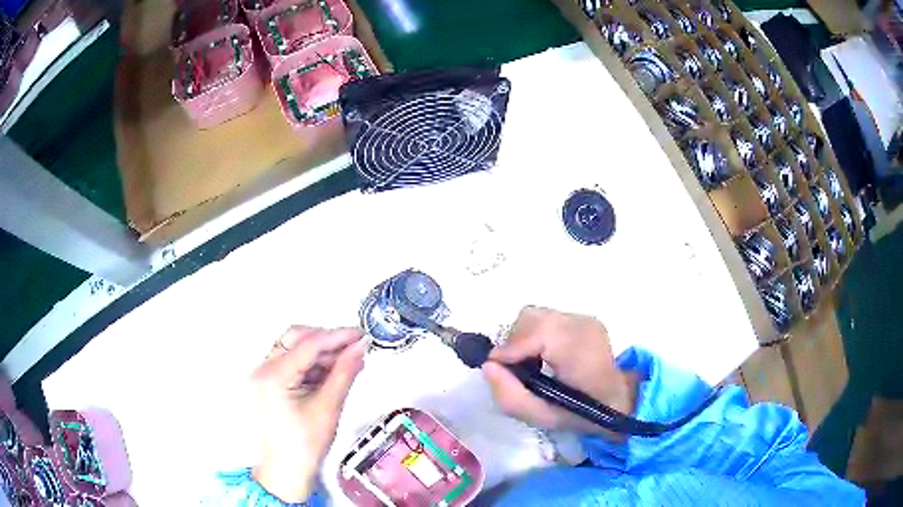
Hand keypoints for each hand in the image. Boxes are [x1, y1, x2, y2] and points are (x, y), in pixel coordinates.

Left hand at [251, 327, 365, 501]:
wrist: (287, 470)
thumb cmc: (303, 446)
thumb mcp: (328, 407)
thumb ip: (345, 373)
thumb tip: (359, 349)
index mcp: (273, 376)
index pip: (308, 344)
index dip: (337, 337)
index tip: (360, 335)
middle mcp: (263, 370)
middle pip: (297, 339)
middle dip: (327, 340)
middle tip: (353, 346)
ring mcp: (264, 376)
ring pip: (295, 349)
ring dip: (321, 352)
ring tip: (347, 362)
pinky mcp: (270, 383)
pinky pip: (293, 363)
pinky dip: (313, 364)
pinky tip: (332, 372)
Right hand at [482, 307, 636, 435]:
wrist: (619, 400)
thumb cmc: (581, 413)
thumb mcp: (542, 418)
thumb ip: (511, 397)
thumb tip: (488, 366)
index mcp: (580, 350)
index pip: (535, 333)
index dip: (510, 350)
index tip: (496, 369)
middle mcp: (583, 325)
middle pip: (531, 318)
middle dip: (514, 343)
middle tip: (515, 370)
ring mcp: (584, 318)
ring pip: (536, 315)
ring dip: (524, 338)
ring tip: (529, 363)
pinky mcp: (583, 317)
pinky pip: (546, 319)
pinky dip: (535, 335)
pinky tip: (543, 355)